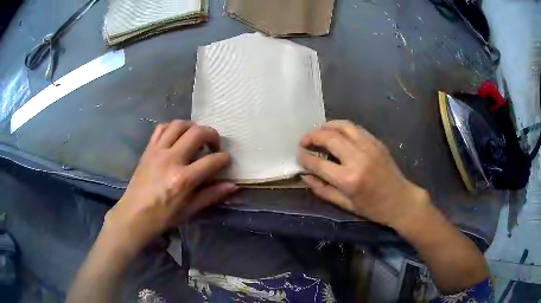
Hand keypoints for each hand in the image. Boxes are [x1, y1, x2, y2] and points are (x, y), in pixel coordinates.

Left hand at [103, 120, 237, 252]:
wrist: (134, 215)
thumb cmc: (163, 216)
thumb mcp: (190, 210)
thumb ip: (211, 195)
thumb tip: (233, 185)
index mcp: (183, 179)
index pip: (212, 160)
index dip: (224, 159)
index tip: (225, 162)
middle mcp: (171, 159)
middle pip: (197, 133)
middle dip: (212, 135)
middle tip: (214, 146)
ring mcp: (157, 151)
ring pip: (179, 124)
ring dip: (193, 127)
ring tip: (196, 138)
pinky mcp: (148, 149)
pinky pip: (161, 128)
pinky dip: (173, 127)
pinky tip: (177, 137)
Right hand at [299, 120, 428, 228]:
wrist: (400, 200)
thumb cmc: (372, 208)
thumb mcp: (345, 205)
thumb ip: (322, 189)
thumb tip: (304, 176)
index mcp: (349, 179)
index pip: (318, 163)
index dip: (304, 158)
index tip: (299, 156)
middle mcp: (358, 158)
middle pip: (329, 138)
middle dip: (312, 137)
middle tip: (304, 142)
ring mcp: (369, 147)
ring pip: (343, 126)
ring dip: (326, 126)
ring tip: (318, 133)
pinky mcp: (376, 142)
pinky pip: (355, 128)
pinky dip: (341, 127)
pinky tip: (336, 133)